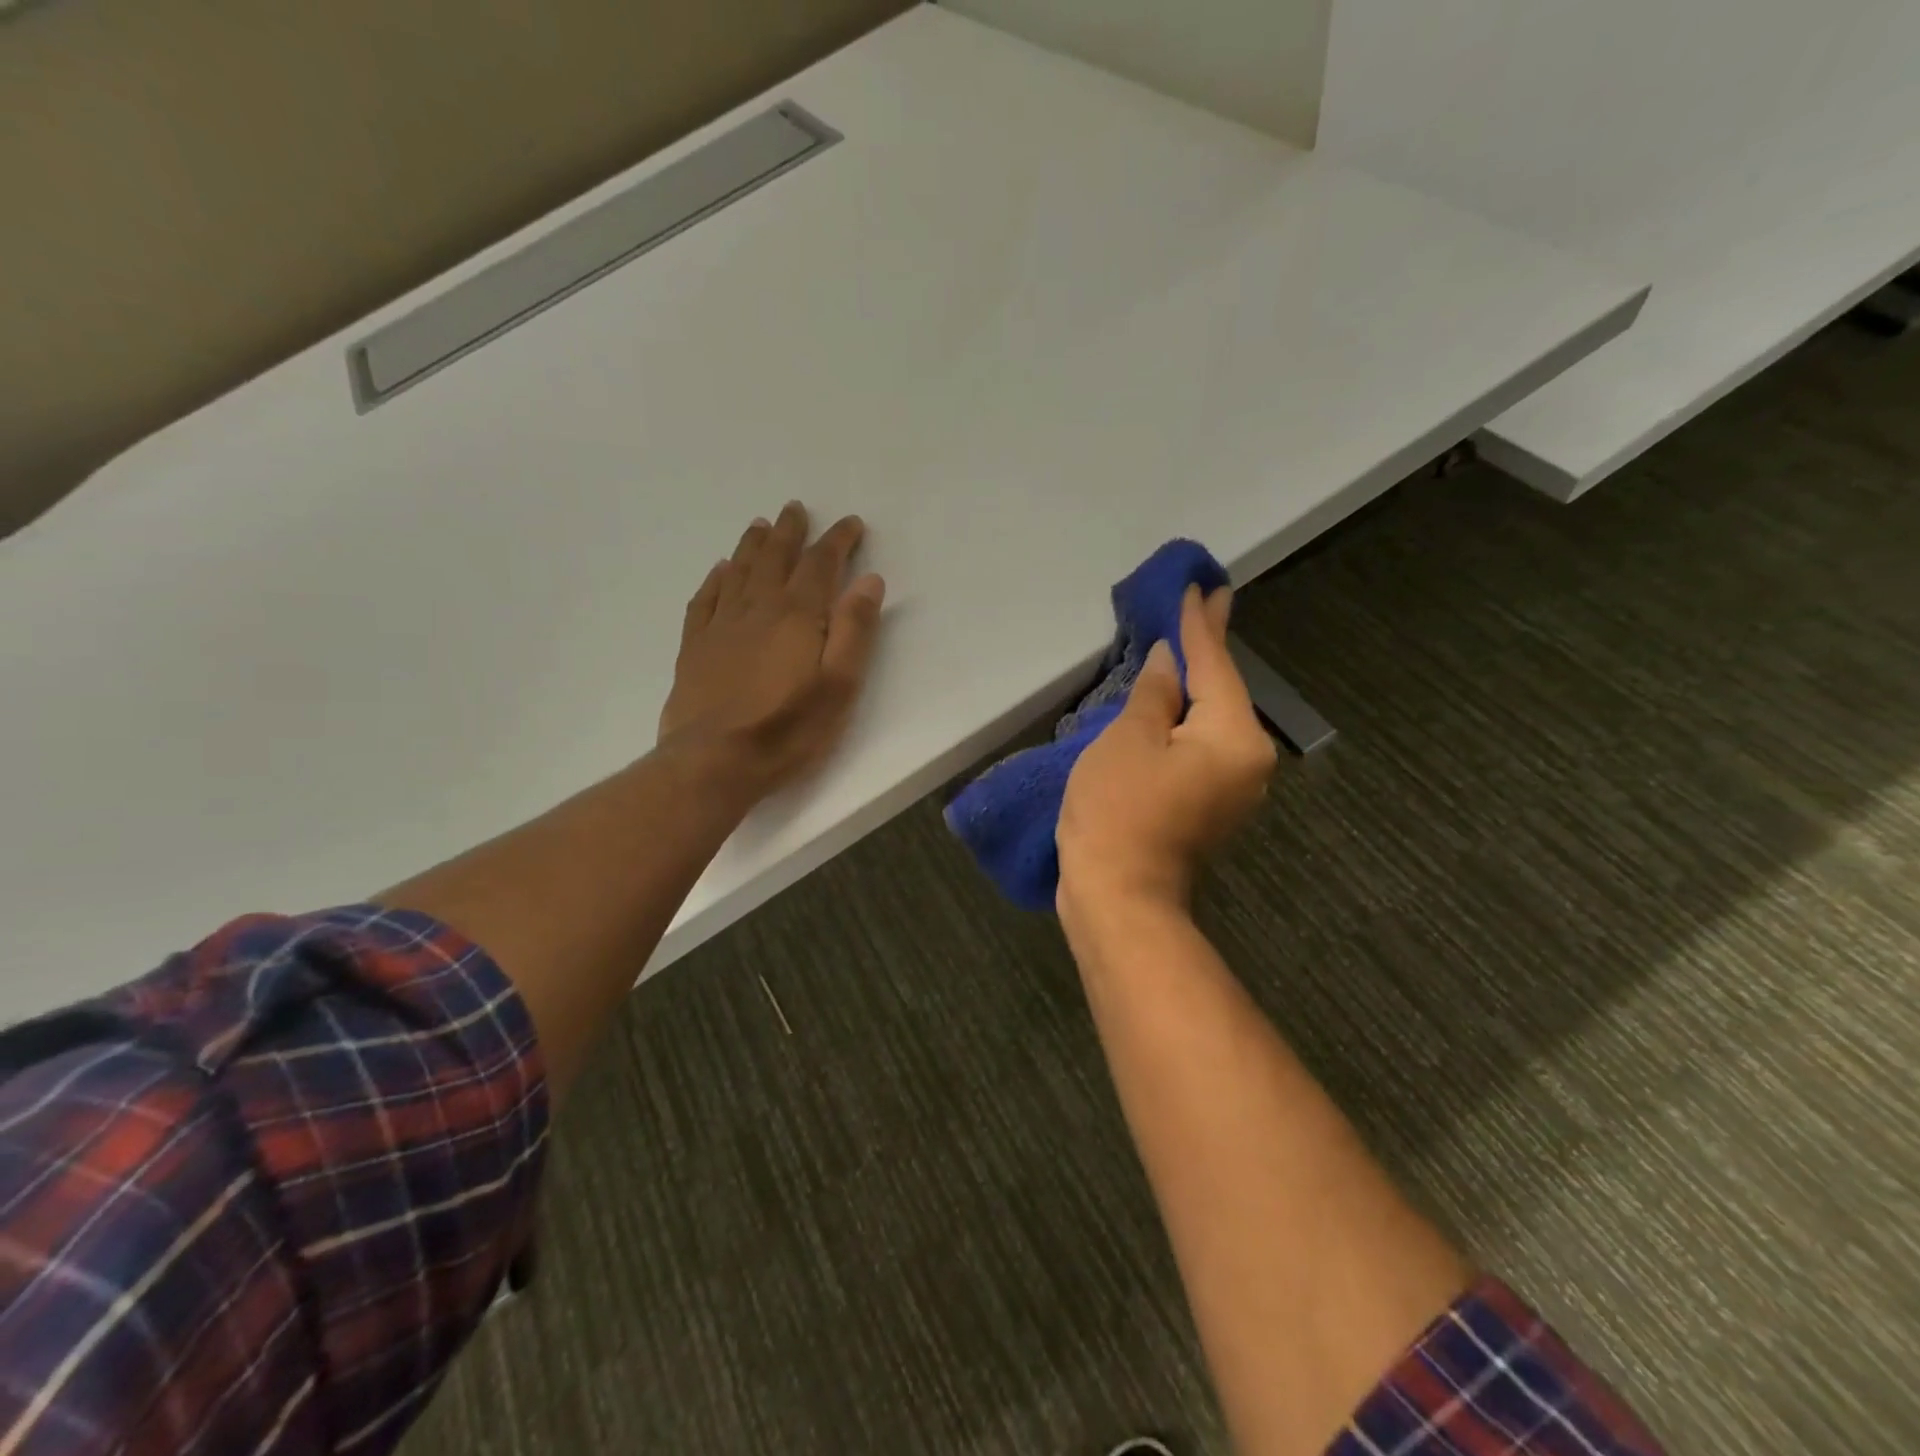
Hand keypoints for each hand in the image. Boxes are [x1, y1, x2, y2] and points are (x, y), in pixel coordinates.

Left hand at [659, 502, 885, 801]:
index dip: (837, 540)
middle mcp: (757, 609)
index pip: (821, 564)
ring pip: (739, 571)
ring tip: (760, 525)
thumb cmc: (787, 729)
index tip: (850, 523)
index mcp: (797, 616)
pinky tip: (720, 570)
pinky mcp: (694, 647)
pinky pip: (705, 599)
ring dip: (752, 545)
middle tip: (796, 509)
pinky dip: (715, 579)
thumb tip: (869, 581)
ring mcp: (721, 626)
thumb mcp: (838, 686)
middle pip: (775, 558)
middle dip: (790, 531)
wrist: (714, 761)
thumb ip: (854, 631)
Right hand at [1056, 585, 1276, 912]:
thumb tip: (1172, 662)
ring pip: (1212, 721)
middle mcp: (1248, 761)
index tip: (1201, 585)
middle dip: (1207, 650)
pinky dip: (1185, 720)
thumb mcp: (1129, 739)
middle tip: (1202, 603)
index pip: (1215, 665)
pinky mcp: (1209, 807)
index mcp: (1234, 737)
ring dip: (1196, 685)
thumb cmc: (1119, 811)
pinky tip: (1173, 702)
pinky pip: (1201, 747)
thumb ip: (1156, 693)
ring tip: (1185, 644)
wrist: (1120, 899)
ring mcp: (1232, 789)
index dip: (1199, 624)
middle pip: (1223, 692)